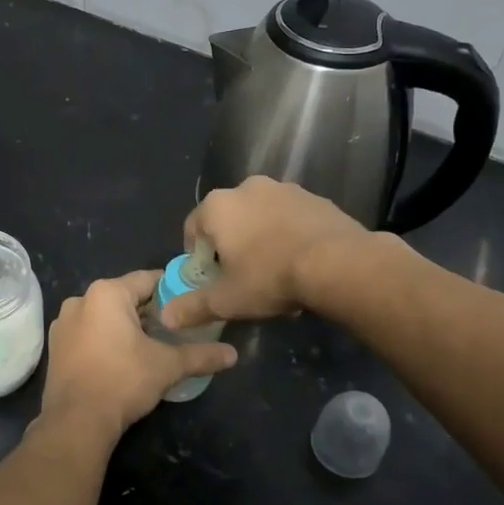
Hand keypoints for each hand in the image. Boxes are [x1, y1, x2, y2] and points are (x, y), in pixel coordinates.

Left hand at [38, 271, 236, 438]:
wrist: (76, 421)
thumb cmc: (123, 381)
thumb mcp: (167, 366)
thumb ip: (201, 355)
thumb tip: (233, 355)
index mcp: (106, 293)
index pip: (148, 280)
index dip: (172, 290)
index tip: (190, 302)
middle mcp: (80, 299)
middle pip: (125, 297)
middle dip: (149, 311)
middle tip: (175, 329)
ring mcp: (63, 324)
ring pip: (104, 316)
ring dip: (126, 326)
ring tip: (151, 346)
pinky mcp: (55, 347)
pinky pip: (88, 333)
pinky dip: (105, 340)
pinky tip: (122, 360)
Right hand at [162, 176, 381, 328]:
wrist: (338, 263)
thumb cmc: (270, 277)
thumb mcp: (226, 300)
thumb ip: (192, 307)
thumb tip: (165, 317)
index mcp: (218, 206)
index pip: (192, 228)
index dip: (197, 256)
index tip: (210, 279)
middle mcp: (247, 187)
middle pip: (228, 219)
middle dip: (231, 245)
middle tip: (242, 276)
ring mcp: (284, 189)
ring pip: (261, 216)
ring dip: (261, 238)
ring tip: (275, 271)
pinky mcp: (315, 197)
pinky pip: (291, 217)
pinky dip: (289, 234)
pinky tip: (301, 261)